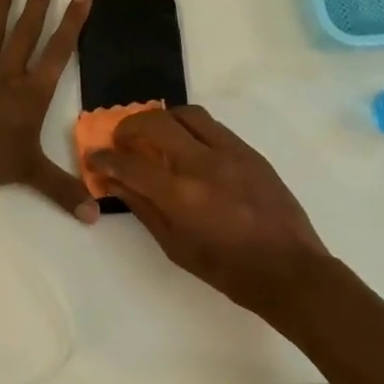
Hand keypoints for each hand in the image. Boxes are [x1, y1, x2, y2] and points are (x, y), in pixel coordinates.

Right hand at [89, 106, 328, 315]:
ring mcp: (229, 152)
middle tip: (122, 139)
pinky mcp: (249, 150)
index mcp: (180, 196)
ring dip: (163, 119)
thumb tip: (114, 183)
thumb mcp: (175, 247)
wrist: (289, 270)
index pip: (129, 165)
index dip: (105, 159)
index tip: (94, 157)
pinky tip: (188, 145)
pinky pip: (212, 125)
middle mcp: (202, 164)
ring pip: (186, 114)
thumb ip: (143, 208)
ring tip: (155, 135)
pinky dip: (191, 128)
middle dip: (129, 126)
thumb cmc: (227, 270)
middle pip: (155, 123)